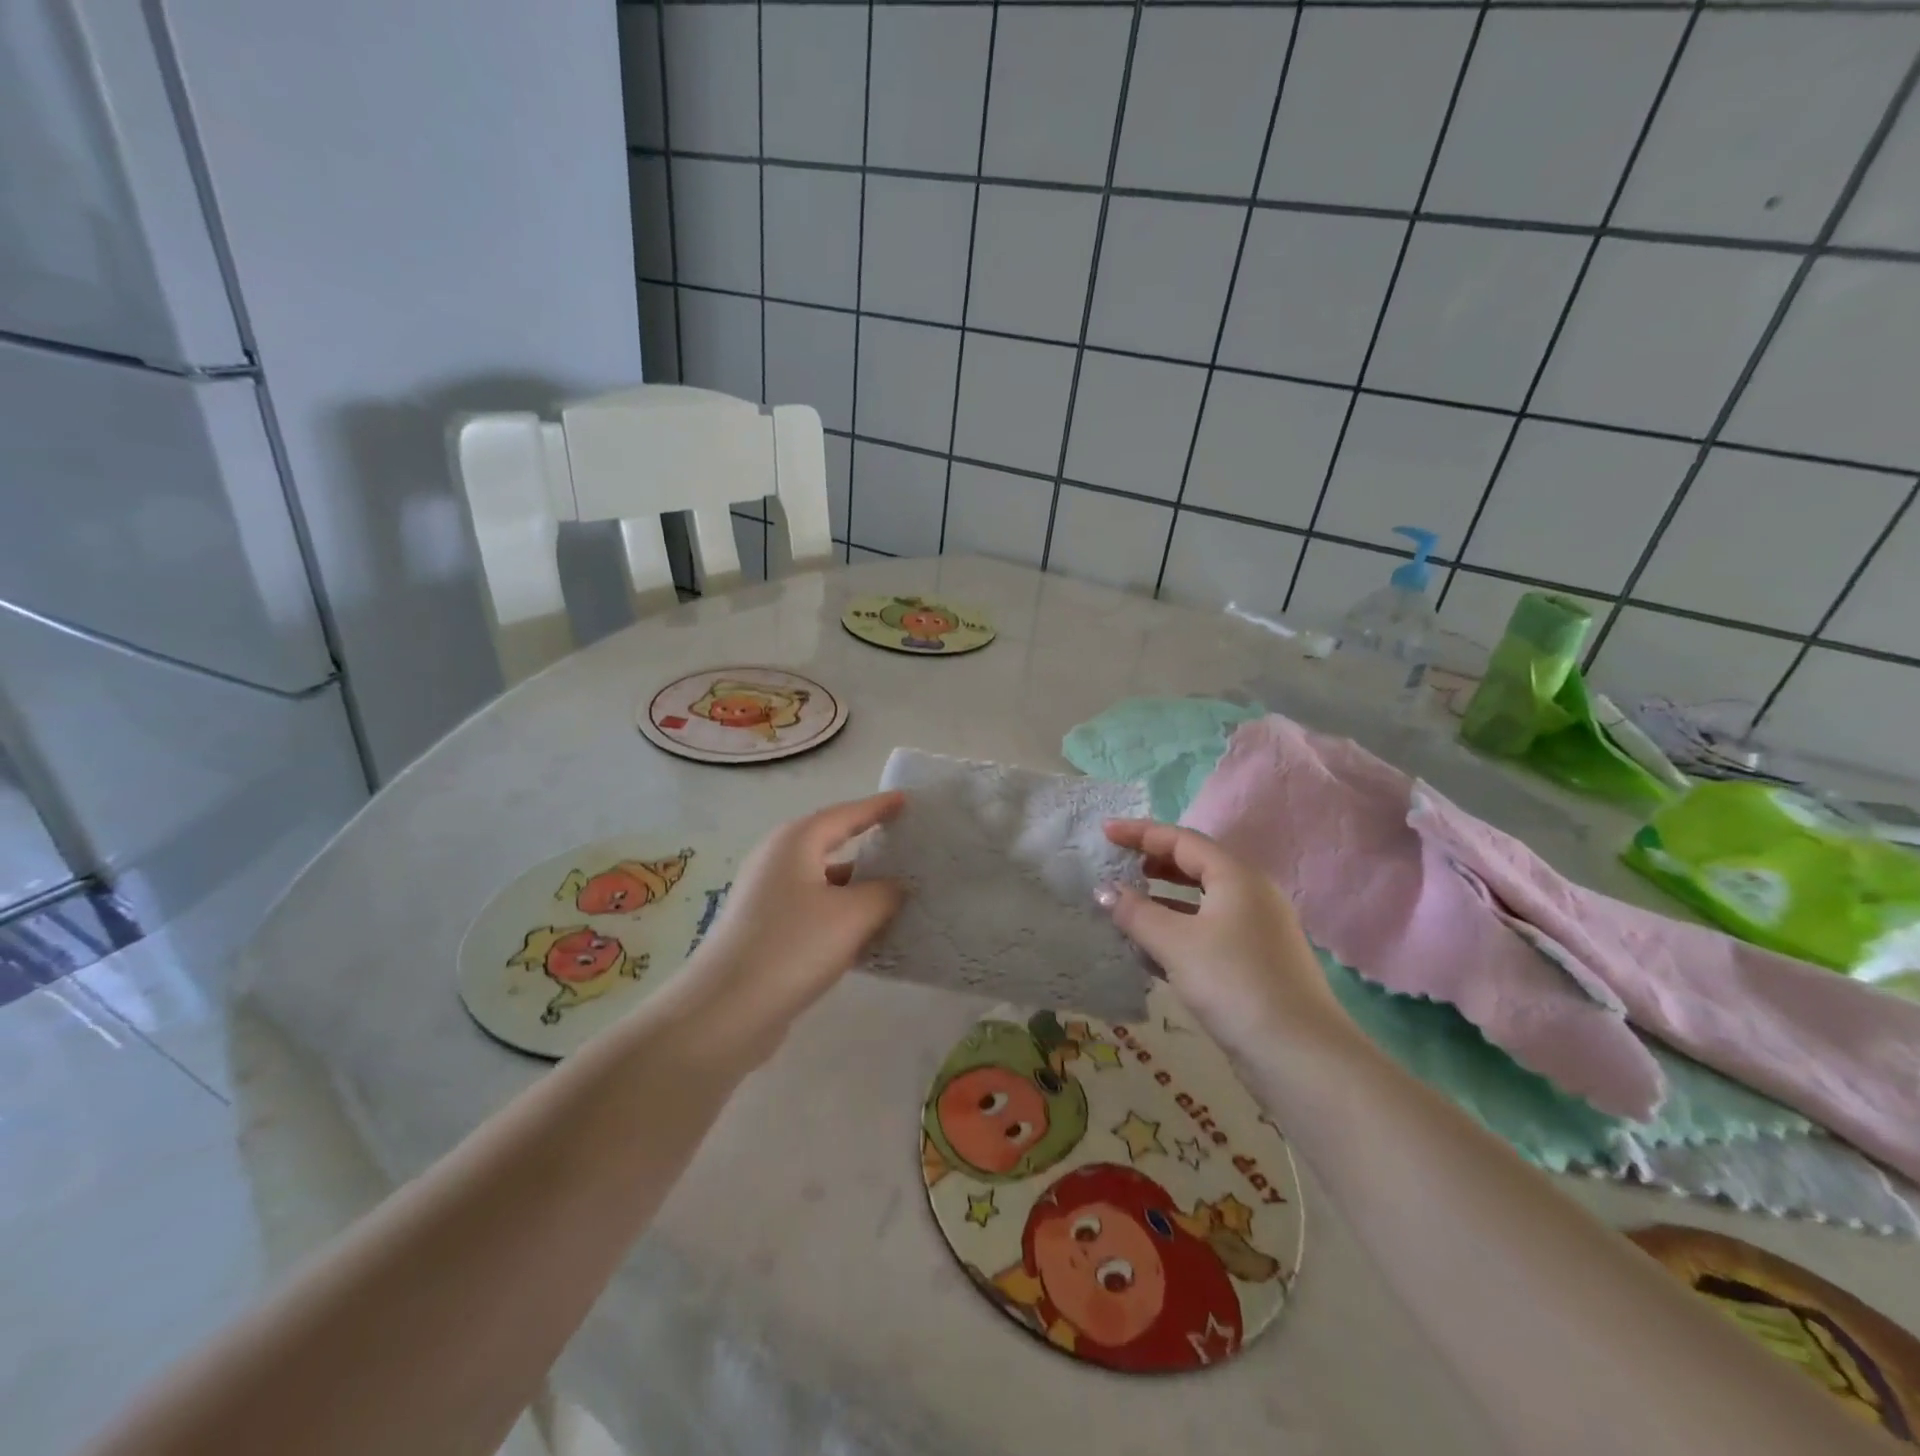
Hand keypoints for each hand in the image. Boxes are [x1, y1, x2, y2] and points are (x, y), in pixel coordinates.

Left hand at [670, 792, 906, 1065]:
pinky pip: (814, 911)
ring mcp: (767, 897)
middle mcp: (777, 861)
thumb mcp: (853, 916)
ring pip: (824, 882)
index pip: (845, 814)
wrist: (725, 1012)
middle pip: (831, 843)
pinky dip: (842, 915)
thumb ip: (885, 893)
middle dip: (869, 844)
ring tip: (899, 894)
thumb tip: (897, 886)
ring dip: (858, 887)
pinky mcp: (765, 932)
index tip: (907, 801)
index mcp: (795, 842)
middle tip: (907, 845)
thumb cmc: (792, 947)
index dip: (878, 807)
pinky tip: (868, 935)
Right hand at [1099, 820, 1350, 1054]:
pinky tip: (1151, 952)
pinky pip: (1209, 931)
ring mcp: (1258, 930)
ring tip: (1128, 909)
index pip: (1182, 840)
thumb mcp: (1175, 943)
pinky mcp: (1256, 963)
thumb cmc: (1233, 982)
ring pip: (1202, 902)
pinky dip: (1179, 931)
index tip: (1105, 832)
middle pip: (1196, 866)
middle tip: (1119, 866)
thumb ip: (1135, 912)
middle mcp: (1252, 895)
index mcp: (1236, 876)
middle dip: (1154, 863)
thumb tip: (1104, 891)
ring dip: (1163, 901)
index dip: (1141, 833)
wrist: (1299, 1055)